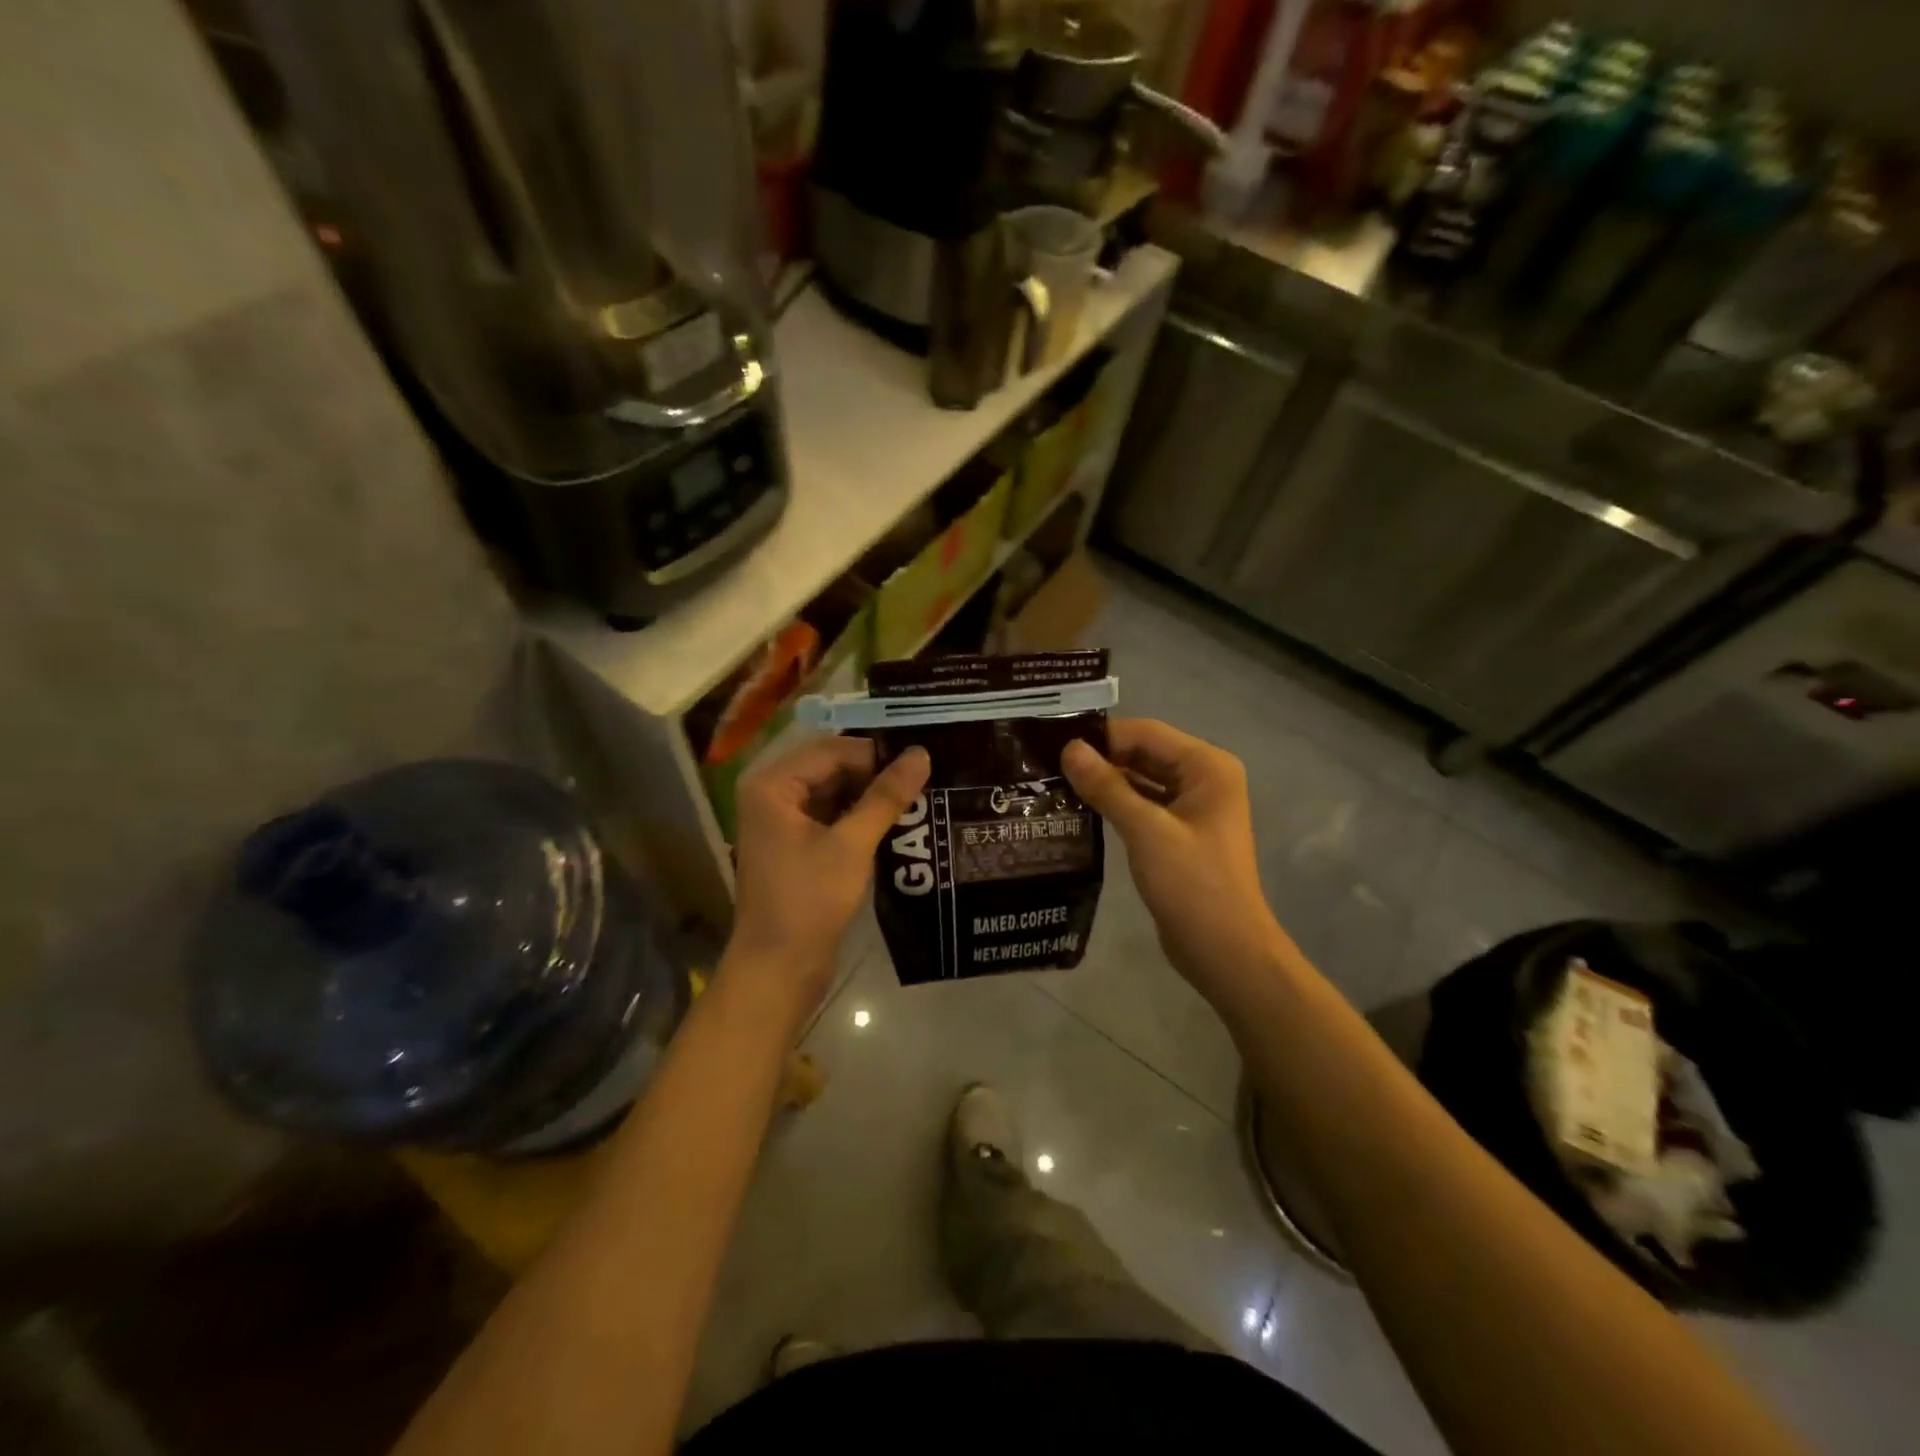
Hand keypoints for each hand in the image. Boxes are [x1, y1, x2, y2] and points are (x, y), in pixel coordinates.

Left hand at [727, 736, 930, 1013]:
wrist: (778, 970)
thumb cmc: (809, 902)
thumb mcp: (852, 845)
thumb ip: (886, 796)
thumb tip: (921, 755)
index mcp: (773, 785)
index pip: (833, 750)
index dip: (877, 755)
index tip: (921, 766)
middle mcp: (772, 794)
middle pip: (831, 767)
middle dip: (874, 774)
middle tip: (924, 781)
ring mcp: (781, 821)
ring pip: (834, 792)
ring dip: (870, 796)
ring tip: (917, 799)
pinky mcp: (794, 844)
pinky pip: (831, 816)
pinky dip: (859, 817)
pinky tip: (894, 823)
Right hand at [1062, 719, 1288, 1004]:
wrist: (1224, 951)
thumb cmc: (1192, 884)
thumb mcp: (1145, 830)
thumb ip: (1107, 786)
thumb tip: (1069, 748)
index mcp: (1207, 767)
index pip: (1147, 733)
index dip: (1102, 737)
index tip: (1055, 745)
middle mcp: (1204, 779)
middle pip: (1145, 754)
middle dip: (1101, 759)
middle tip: (1048, 765)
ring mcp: (1193, 808)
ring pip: (1142, 780)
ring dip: (1106, 782)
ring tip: (1056, 784)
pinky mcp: (1180, 834)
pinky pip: (1144, 806)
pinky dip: (1116, 805)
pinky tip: (1081, 810)